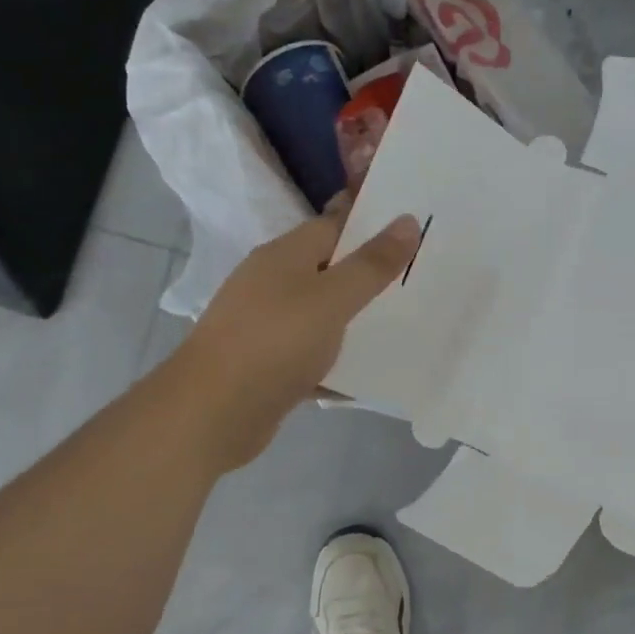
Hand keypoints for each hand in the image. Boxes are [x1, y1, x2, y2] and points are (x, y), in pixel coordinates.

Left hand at [171, 206, 421, 472]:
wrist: (212, 413)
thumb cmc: (274, 343)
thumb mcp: (332, 299)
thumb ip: (371, 264)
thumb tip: (408, 221)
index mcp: (285, 255)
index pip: (335, 223)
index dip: (373, 222)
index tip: (417, 227)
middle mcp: (274, 284)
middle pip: (331, 269)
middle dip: (372, 274)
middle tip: (422, 278)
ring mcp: (269, 325)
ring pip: (324, 315)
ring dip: (357, 320)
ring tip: (406, 323)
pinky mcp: (270, 364)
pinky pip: (313, 355)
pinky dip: (338, 363)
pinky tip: (369, 375)